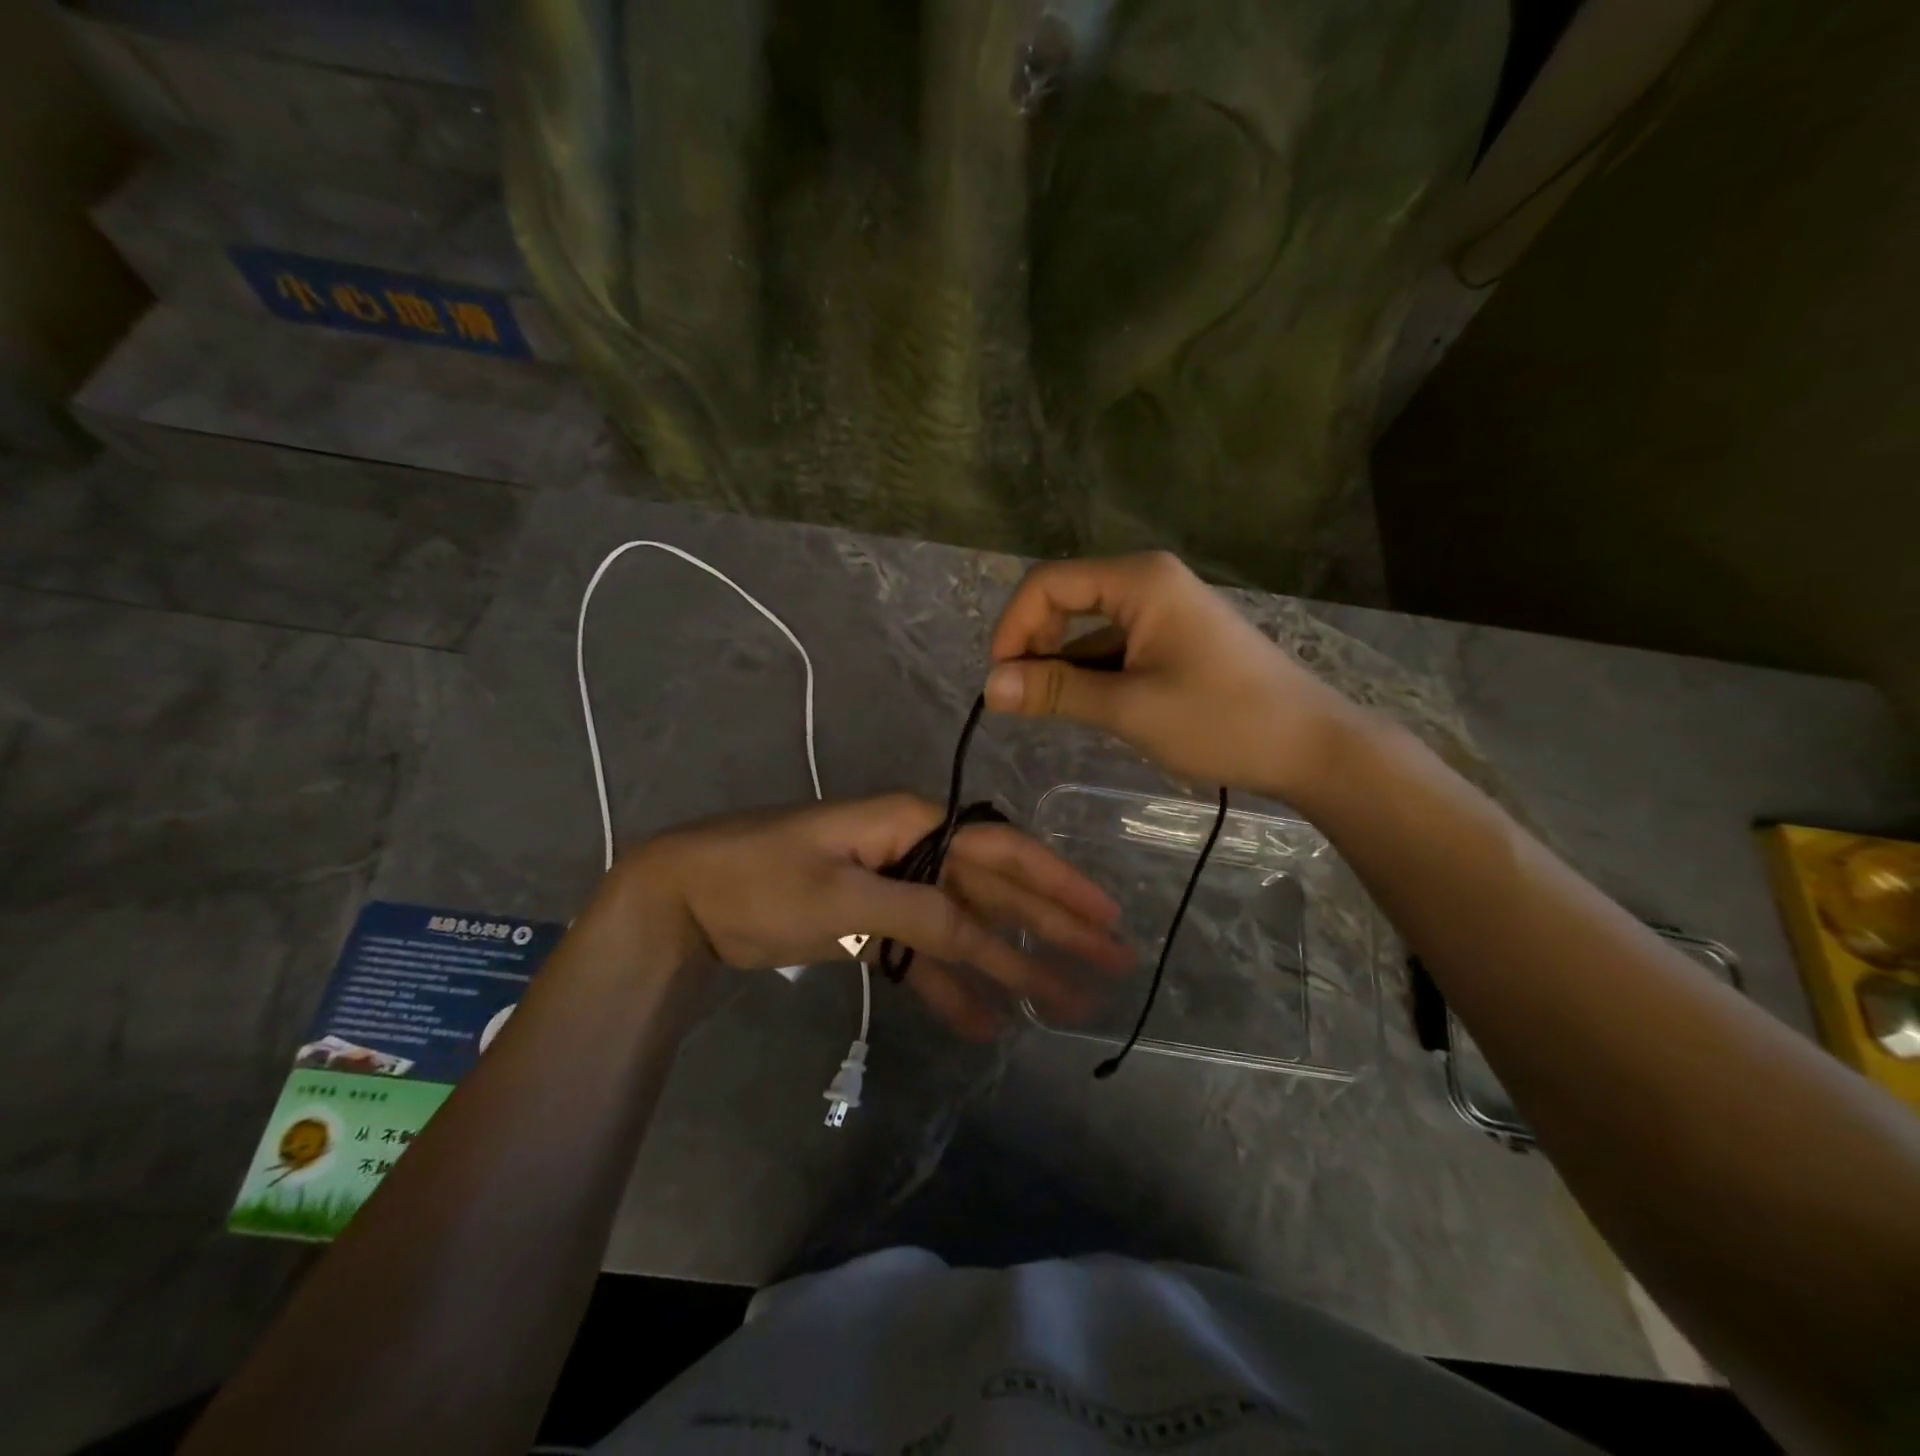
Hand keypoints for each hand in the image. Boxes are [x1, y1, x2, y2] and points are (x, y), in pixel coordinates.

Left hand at [623, 794, 1132, 1039]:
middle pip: (997, 894)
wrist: (688, 897)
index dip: (1058, 886)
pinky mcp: (874, 927)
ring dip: (1013, 965)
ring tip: (1064, 1005)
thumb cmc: (762, 880)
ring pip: (968, 930)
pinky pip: (926, 958)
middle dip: (1054, 929)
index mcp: (914, 824)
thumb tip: (989, 939)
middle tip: (1110, 964)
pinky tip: (987, 1021)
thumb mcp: (842, 896)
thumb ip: (921, 914)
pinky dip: (954, 988)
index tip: (1105, 919)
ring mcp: (896, 891)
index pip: (1003, 853)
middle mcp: (916, 852)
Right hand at [984, 551, 1358, 799]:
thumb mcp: (1128, 707)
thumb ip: (1055, 692)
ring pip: (1087, 628)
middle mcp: (1147, 582)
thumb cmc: (1221, 720)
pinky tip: (1086, 708)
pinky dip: (1090, 674)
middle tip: (1022, 698)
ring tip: (1049, 711)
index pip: (1047, 583)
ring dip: (1061, 665)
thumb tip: (989, 687)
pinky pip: (1113, 647)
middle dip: (1034, 645)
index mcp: (1138, 580)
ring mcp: (1162, 610)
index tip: (999, 680)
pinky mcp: (1172, 638)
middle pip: (1065, 599)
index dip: (1013, 627)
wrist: (1309, 746)